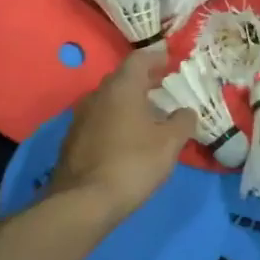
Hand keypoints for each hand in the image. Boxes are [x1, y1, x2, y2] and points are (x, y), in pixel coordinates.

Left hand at [49, 44, 196, 220]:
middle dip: (144, 80)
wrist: (83, 202)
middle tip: (164, 87)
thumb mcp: (169, 143)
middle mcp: (97, 95)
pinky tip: (128, 138)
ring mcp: (80, 117)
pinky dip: (116, 120)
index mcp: (121, 88)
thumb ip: (182, 121)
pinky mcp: (73, 140)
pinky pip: (100, 119)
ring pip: (109, 100)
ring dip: (129, 102)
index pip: (139, 59)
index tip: (170, 60)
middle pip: (122, 78)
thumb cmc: (133, 163)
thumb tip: (186, 111)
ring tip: (149, 114)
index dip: (157, 57)